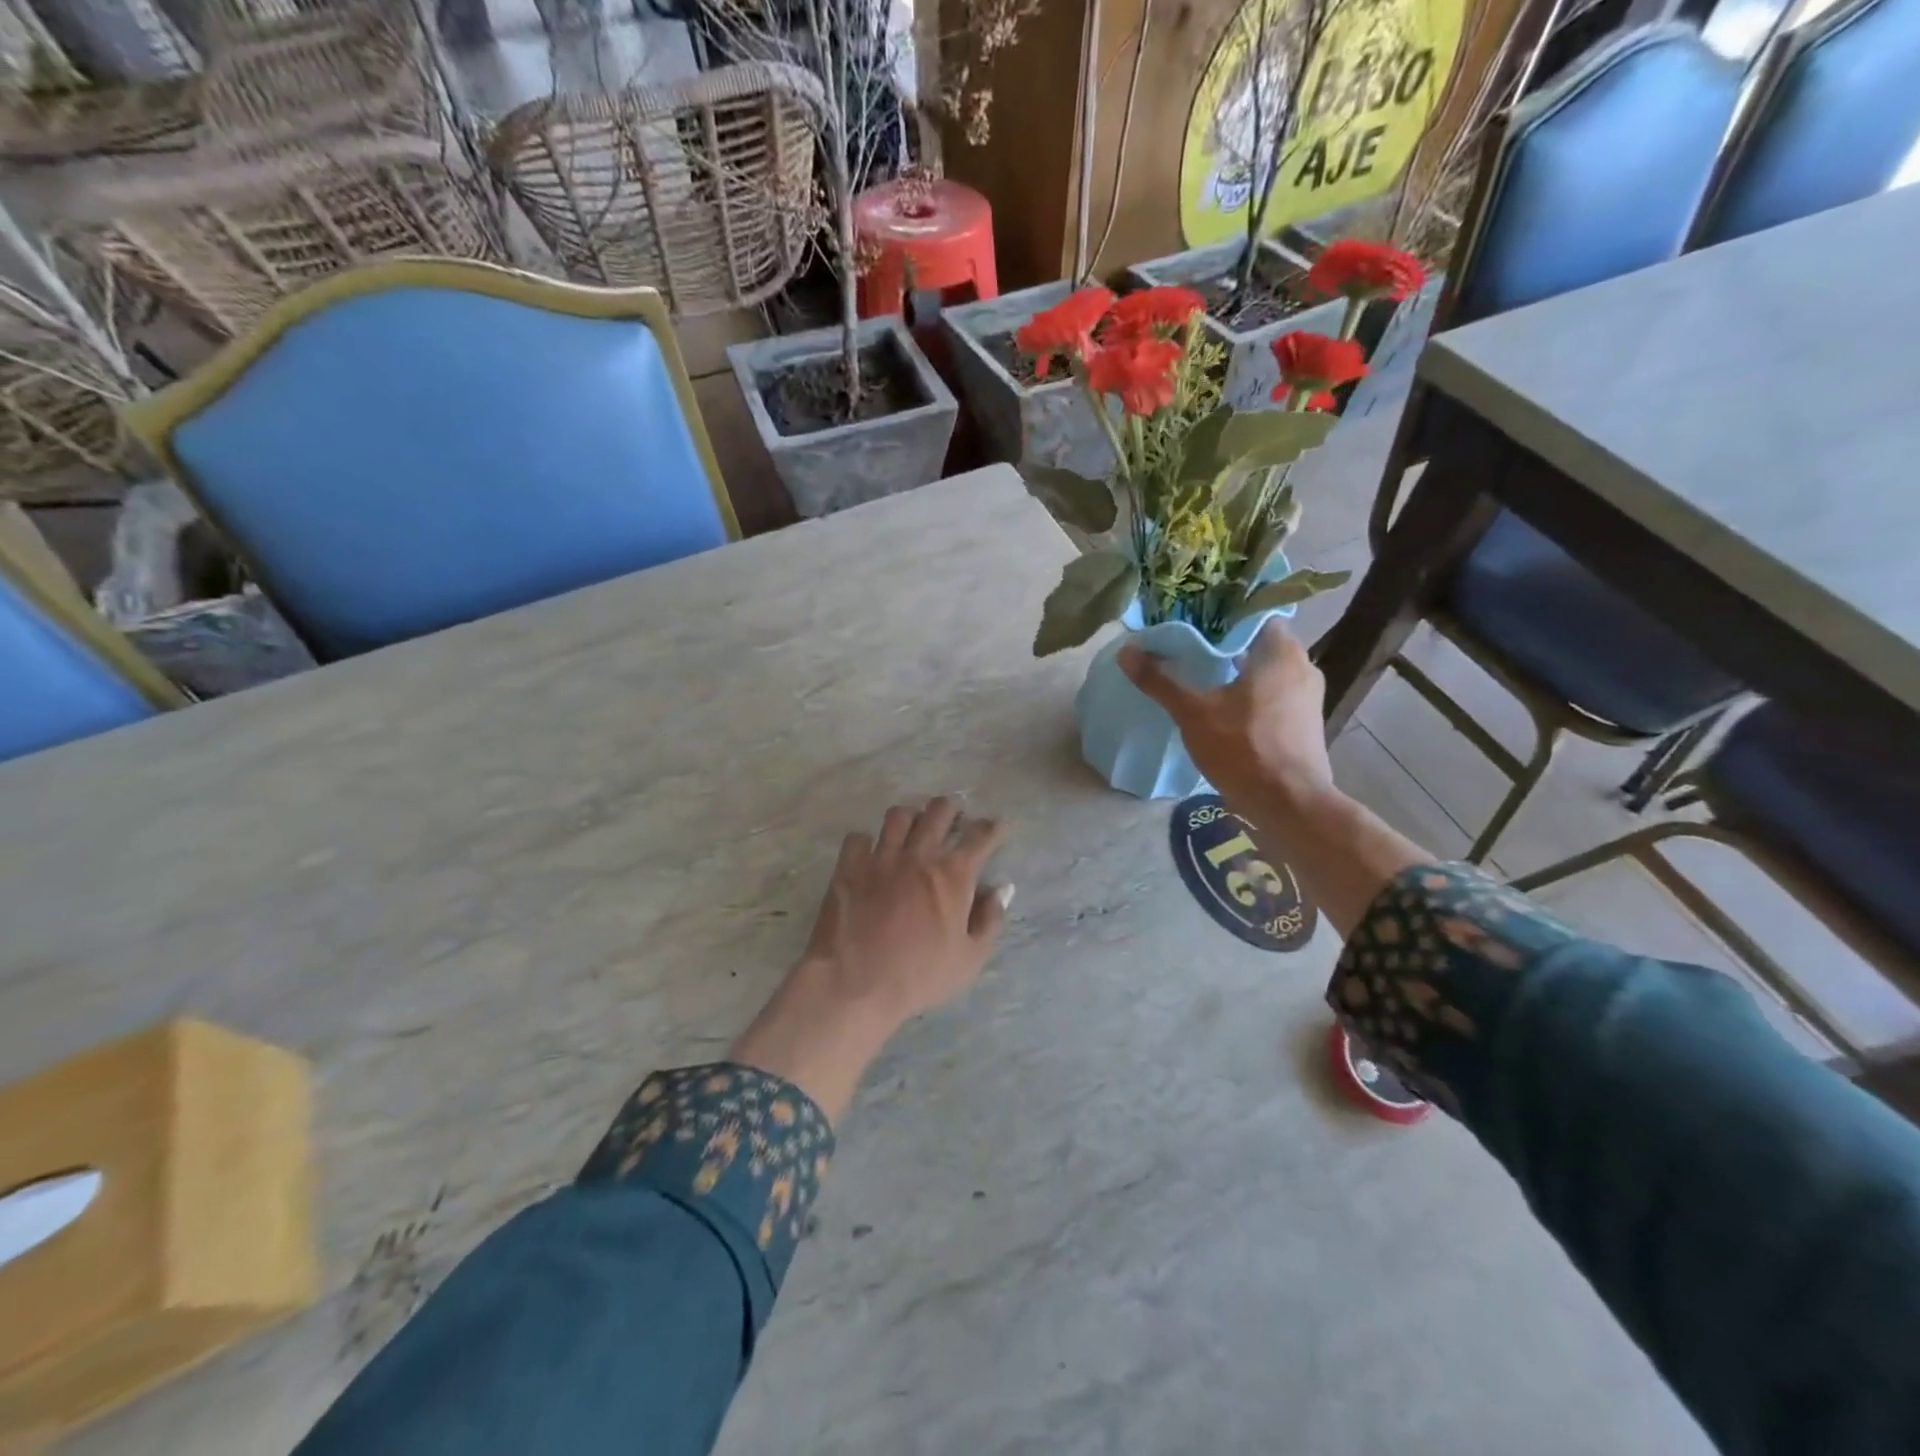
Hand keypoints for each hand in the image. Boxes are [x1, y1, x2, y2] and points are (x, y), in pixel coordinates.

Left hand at [730, 798, 1011, 1120]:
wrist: (855, 984)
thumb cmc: (919, 976)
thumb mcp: (969, 959)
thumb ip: (990, 920)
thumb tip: (1003, 889)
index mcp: (953, 875)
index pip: (980, 837)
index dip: (993, 827)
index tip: (998, 825)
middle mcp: (918, 855)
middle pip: (938, 812)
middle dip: (951, 807)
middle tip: (955, 812)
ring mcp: (881, 857)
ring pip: (898, 816)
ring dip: (912, 815)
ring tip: (914, 823)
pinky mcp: (849, 867)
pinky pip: (858, 838)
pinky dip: (867, 841)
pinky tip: (871, 851)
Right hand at [1119, 621, 1332, 815]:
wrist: (1289, 805)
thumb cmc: (1244, 748)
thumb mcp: (1193, 712)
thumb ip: (1160, 680)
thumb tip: (1127, 651)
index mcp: (1281, 651)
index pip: (1251, 614)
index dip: (1218, 616)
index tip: (1189, 623)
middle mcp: (1303, 665)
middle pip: (1257, 643)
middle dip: (1223, 646)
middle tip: (1186, 651)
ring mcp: (1309, 696)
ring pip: (1266, 671)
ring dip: (1236, 672)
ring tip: (1200, 678)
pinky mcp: (1306, 723)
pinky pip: (1274, 695)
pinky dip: (1250, 694)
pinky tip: (1224, 708)